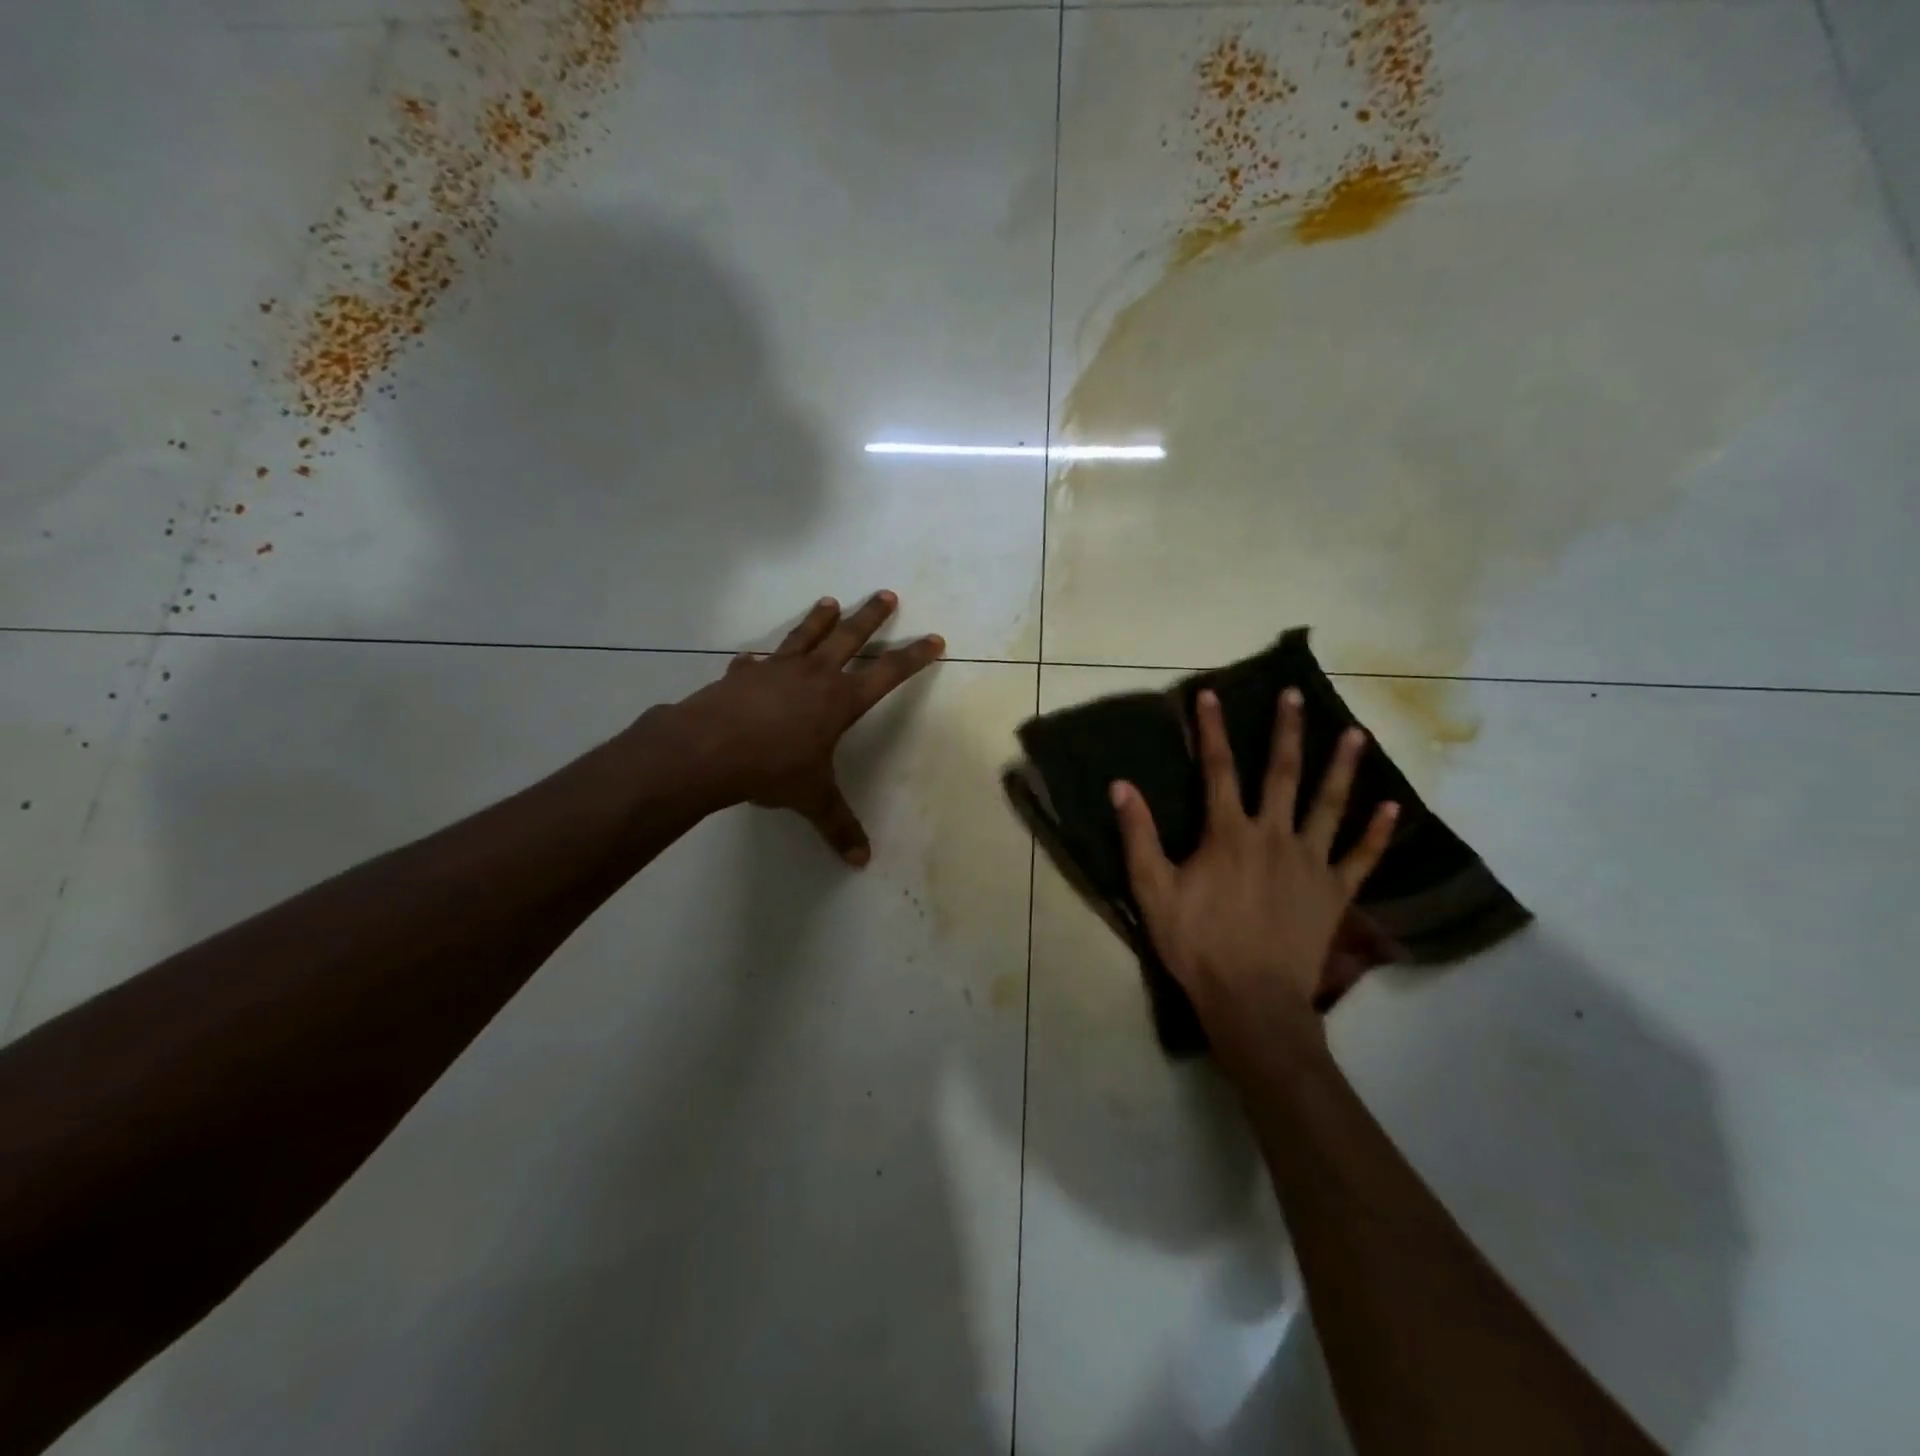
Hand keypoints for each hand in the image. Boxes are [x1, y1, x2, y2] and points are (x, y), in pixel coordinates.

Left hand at [660, 592, 942, 863]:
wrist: (708, 750)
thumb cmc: (772, 769)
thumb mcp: (812, 798)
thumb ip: (838, 825)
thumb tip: (861, 861)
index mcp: (840, 700)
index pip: (888, 673)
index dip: (913, 657)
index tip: (933, 639)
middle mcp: (813, 675)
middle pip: (849, 637)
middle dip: (870, 617)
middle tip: (885, 595)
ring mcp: (776, 670)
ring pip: (805, 635)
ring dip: (820, 619)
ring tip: (830, 601)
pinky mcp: (743, 675)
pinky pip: (756, 663)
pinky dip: (759, 661)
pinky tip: (753, 659)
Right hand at [1111, 687, 1398, 1062]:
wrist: (1252, 1001)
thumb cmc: (1196, 944)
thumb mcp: (1152, 890)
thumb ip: (1138, 836)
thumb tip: (1121, 785)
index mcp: (1228, 833)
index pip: (1217, 769)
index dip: (1212, 730)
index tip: (1211, 694)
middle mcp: (1273, 835)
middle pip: (1282, 773)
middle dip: (1286, 730)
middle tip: (1295, 695)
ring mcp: (1310, 862)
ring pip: (1329, 805)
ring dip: (1342, 767)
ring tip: (1356, 733)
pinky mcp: (1334, 893)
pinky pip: (1361, 857)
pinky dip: (1377, 833)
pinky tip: (1392, 807)